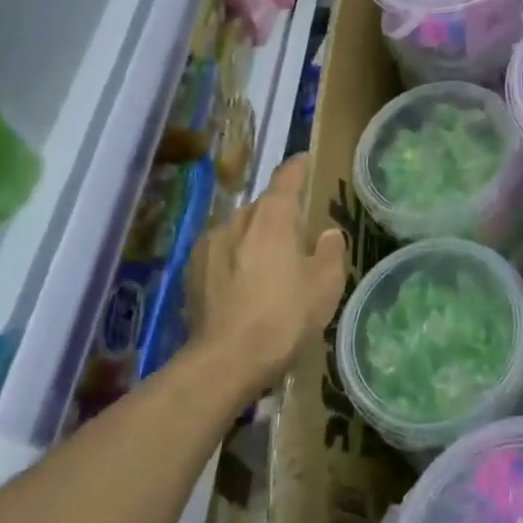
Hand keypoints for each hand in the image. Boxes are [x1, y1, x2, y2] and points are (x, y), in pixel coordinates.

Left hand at [186, 154, 347, 389]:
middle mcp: (236, 222)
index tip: (304, 160)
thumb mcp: (325, 286)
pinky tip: (243, 284)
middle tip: (296, 230)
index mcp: (271, 218)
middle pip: (261, 205)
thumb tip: (329, 234)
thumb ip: (331, 252)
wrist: (224, 362)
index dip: (297, 167)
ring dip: (254, 237)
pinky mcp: (191, 273)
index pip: (286, 178)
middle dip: (278, 211)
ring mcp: (208, 246)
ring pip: (238, 230)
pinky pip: (220, 253)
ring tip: (268, 263)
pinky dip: (234, 259)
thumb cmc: (283, 318)